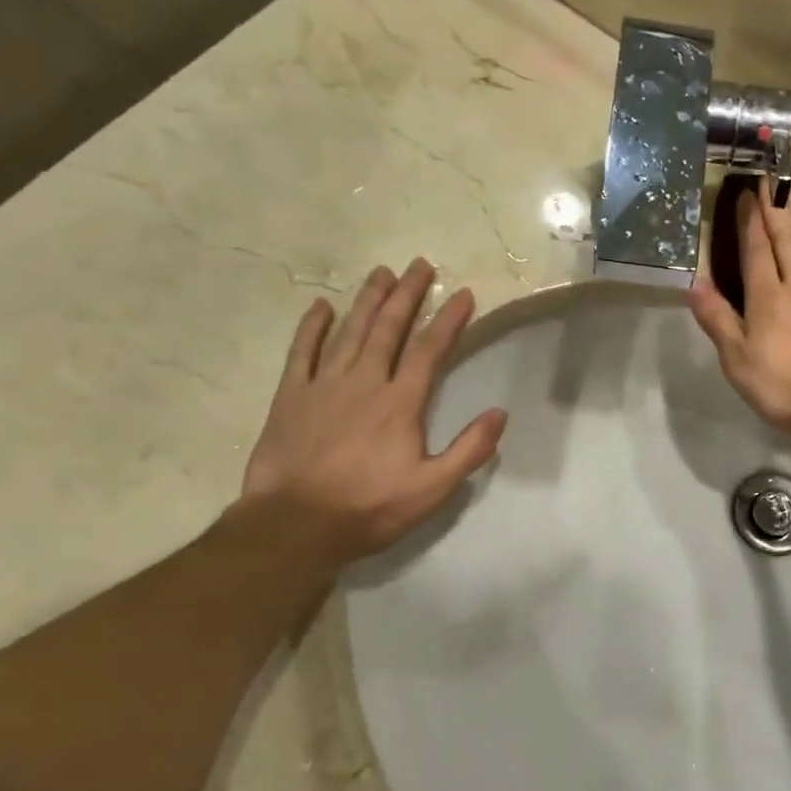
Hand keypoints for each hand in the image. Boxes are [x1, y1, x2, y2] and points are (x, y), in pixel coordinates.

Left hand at [241, 259, 506, 561]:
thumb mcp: (432, 489)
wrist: (295, 526)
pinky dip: (312, 328)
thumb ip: (469, 450)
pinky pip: (302, 353)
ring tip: (382, 272)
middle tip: (420, 265)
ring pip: (350, 332)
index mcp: (401, 403)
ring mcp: (324, 386)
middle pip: (389, 329)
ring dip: (368, 300)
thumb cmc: (369, 508)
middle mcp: (365, 382)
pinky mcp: (291, 397)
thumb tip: (500, 413)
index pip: (430, 351)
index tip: (463, 294)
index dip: (449, 320)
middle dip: (408, 295)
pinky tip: (321, 306)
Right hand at [688, 185, 790, 434]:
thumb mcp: (737, 360)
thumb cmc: (783, 388)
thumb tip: (694, 283)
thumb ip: (717, 320)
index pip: (754, 252)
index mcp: (767, 298)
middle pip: (789, 243)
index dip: (749, 222)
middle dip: (778, 213)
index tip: (746, 194)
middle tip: (773, 185)